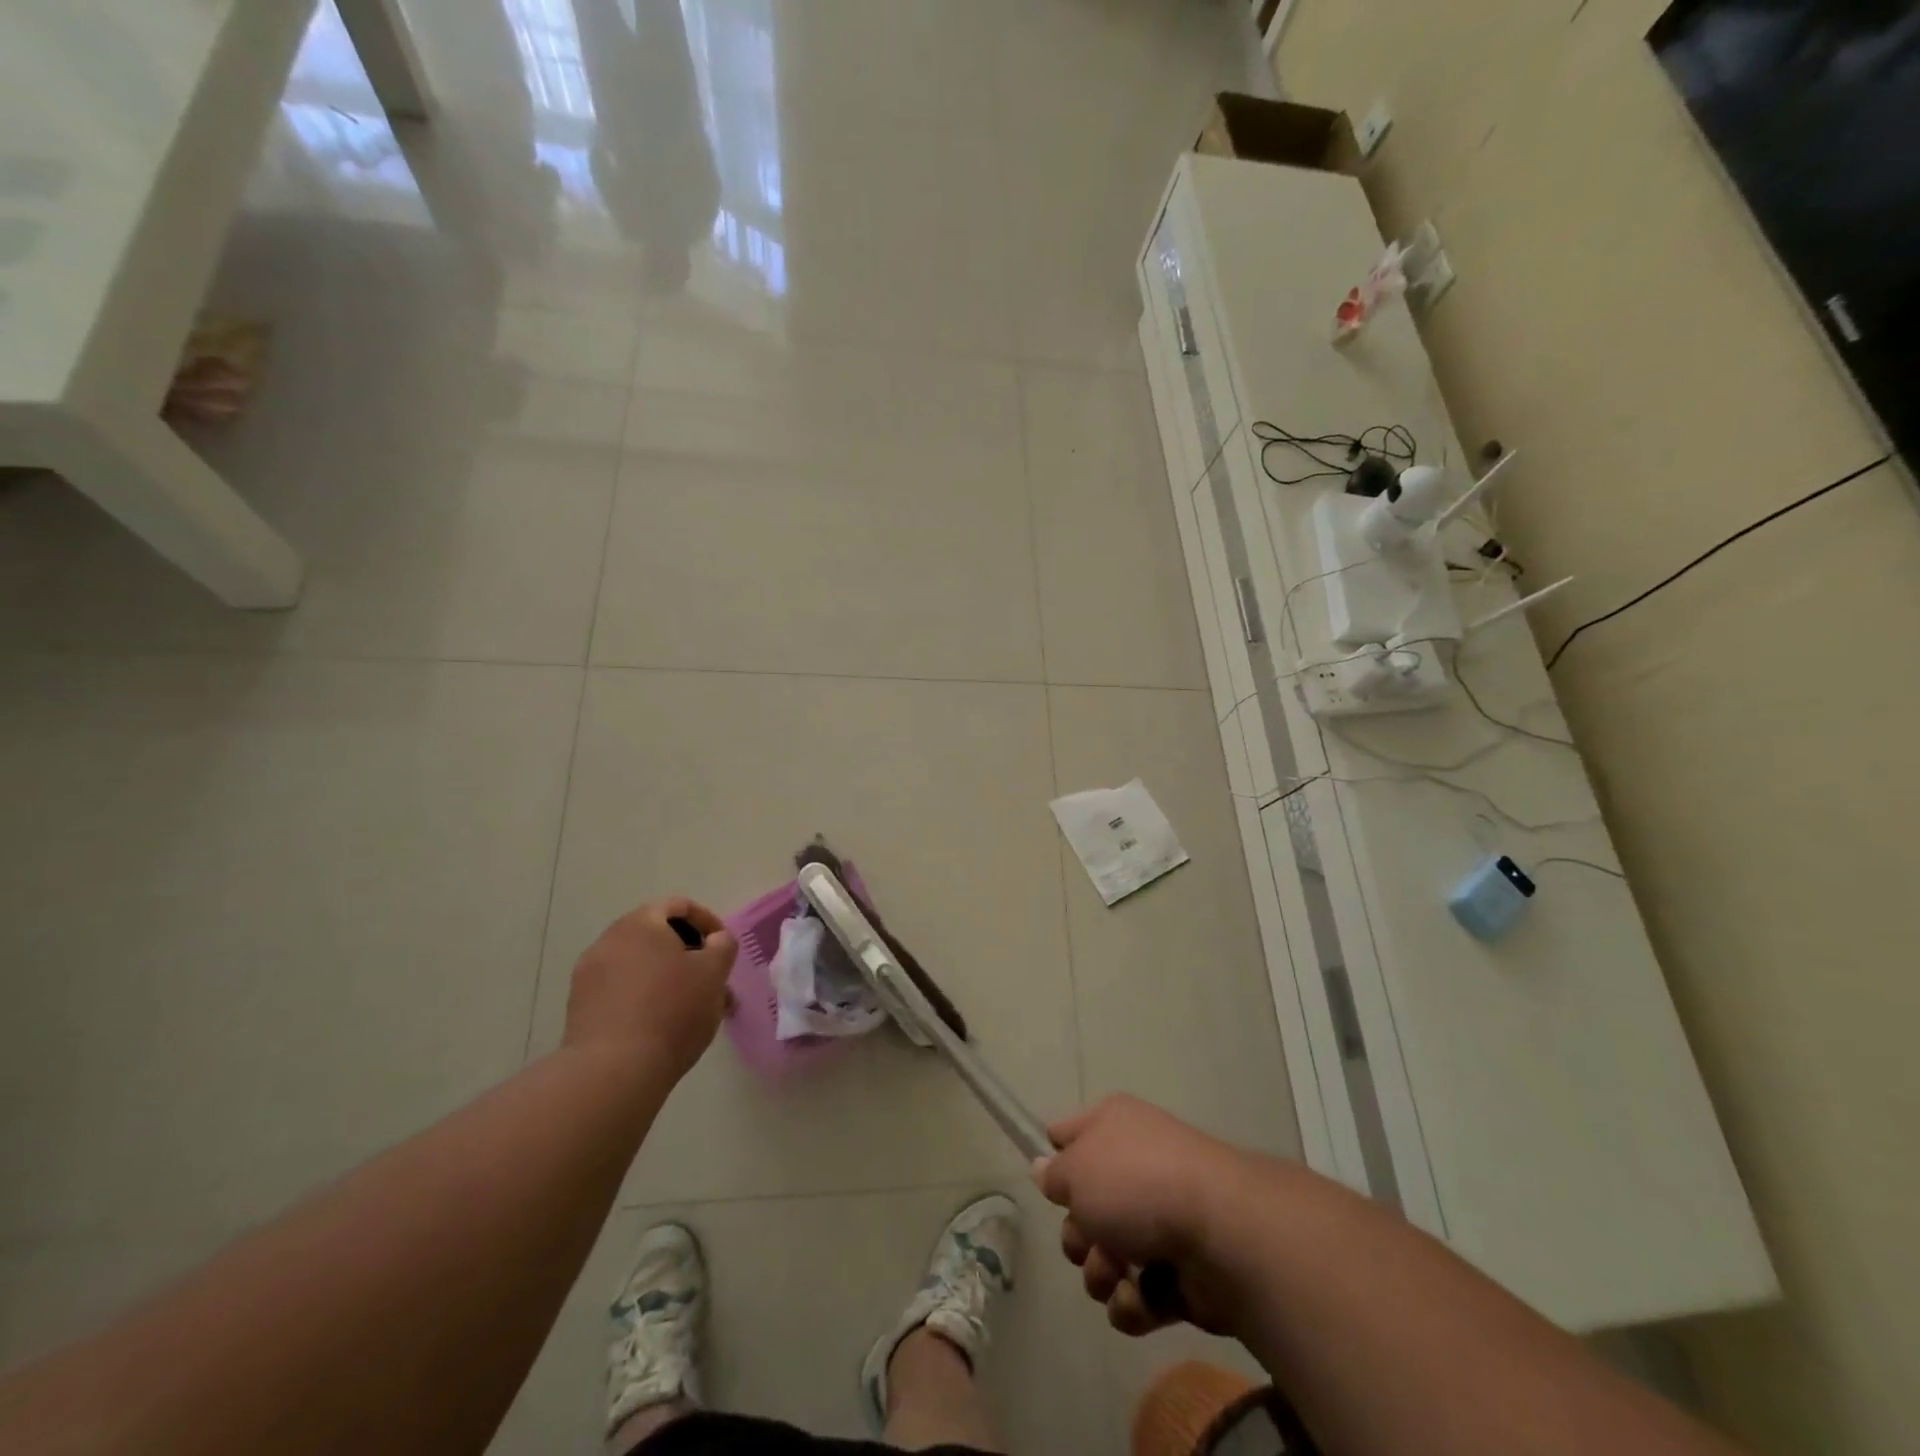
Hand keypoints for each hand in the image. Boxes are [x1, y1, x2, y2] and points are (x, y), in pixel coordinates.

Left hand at [564, 898, 737, 1083]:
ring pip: (640, 966)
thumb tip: (715, 940)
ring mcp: (589, 976)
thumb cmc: (672, 1010)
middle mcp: (609, 941)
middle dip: (688, 955)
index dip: (707, 922)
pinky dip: (645, 998)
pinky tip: (662, 1026)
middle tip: (711, 981)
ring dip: (668, 979)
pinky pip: (622, 991)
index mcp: (640, 923)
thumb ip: (723, 946)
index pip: (678, 906)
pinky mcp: (580, 1009)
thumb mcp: (714, 972)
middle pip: (656, 936)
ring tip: (692, 1009)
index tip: (723, 948)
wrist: (612, 1071)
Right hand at [1036, 1095, 1262, 1336]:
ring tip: (1117, 1273)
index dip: (1054, 1160)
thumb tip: (1045, 1169)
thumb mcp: (1076, 1170)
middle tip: (1088, 1240)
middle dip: (1078, 1235)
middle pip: (1084, 1207)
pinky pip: (1139, 1291)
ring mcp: (1160, 1218)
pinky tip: (1143, 1296)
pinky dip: (1135, 1301)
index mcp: (1113, 1124)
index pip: (1068, 1134)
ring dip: (1102, 1273)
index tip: (1052, 1187)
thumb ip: (1054, 1174)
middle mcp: (1135, 1164)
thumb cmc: (1136, 1184)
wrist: (1221, 1231)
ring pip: (1107, 1254)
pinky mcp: (1182, 1269)